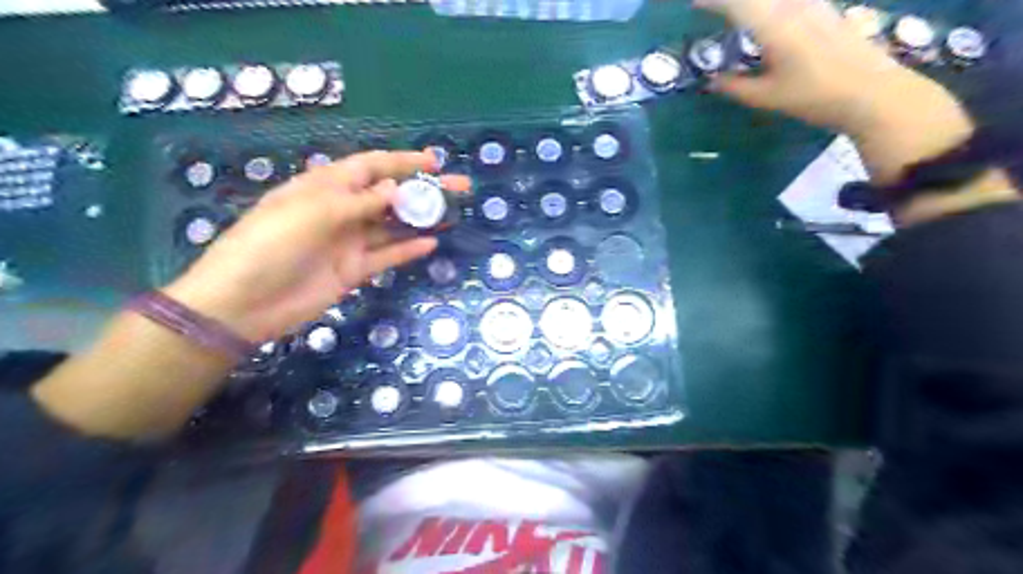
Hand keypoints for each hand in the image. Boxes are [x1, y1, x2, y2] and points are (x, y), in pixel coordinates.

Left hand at [163, 150, 469, 342]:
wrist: (244, 303)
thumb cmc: (270, 245)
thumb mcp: (313, 213)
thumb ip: (358, 202)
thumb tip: (395, 188)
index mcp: (325, 186)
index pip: (371, 166)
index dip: (403, 162)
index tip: (435, 163)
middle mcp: (341, 210)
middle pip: (390, 195)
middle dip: (423, 190)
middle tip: (460, 188)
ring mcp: (349, 242)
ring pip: (393, 226)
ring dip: (421, 219)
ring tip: (452, 215)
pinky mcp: (353, 270)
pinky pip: (386, 256)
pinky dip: (407, 250)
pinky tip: (430, 244)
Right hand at [696, 0, 973, 183]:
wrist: (873, 91)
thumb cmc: (814, 96)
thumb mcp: (767, 97)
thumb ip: (735, 86)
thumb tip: (711, 81)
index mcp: (774, 25)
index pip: (737, 3)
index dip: (713, 1)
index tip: (694, 3)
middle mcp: (794, 6)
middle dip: (732, 1)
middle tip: (714, 6)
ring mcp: (814, 4)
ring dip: (754, 3)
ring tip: (739, 12)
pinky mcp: (828, 10)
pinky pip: (793, 0)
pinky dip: (773, 5)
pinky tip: (771, 14)